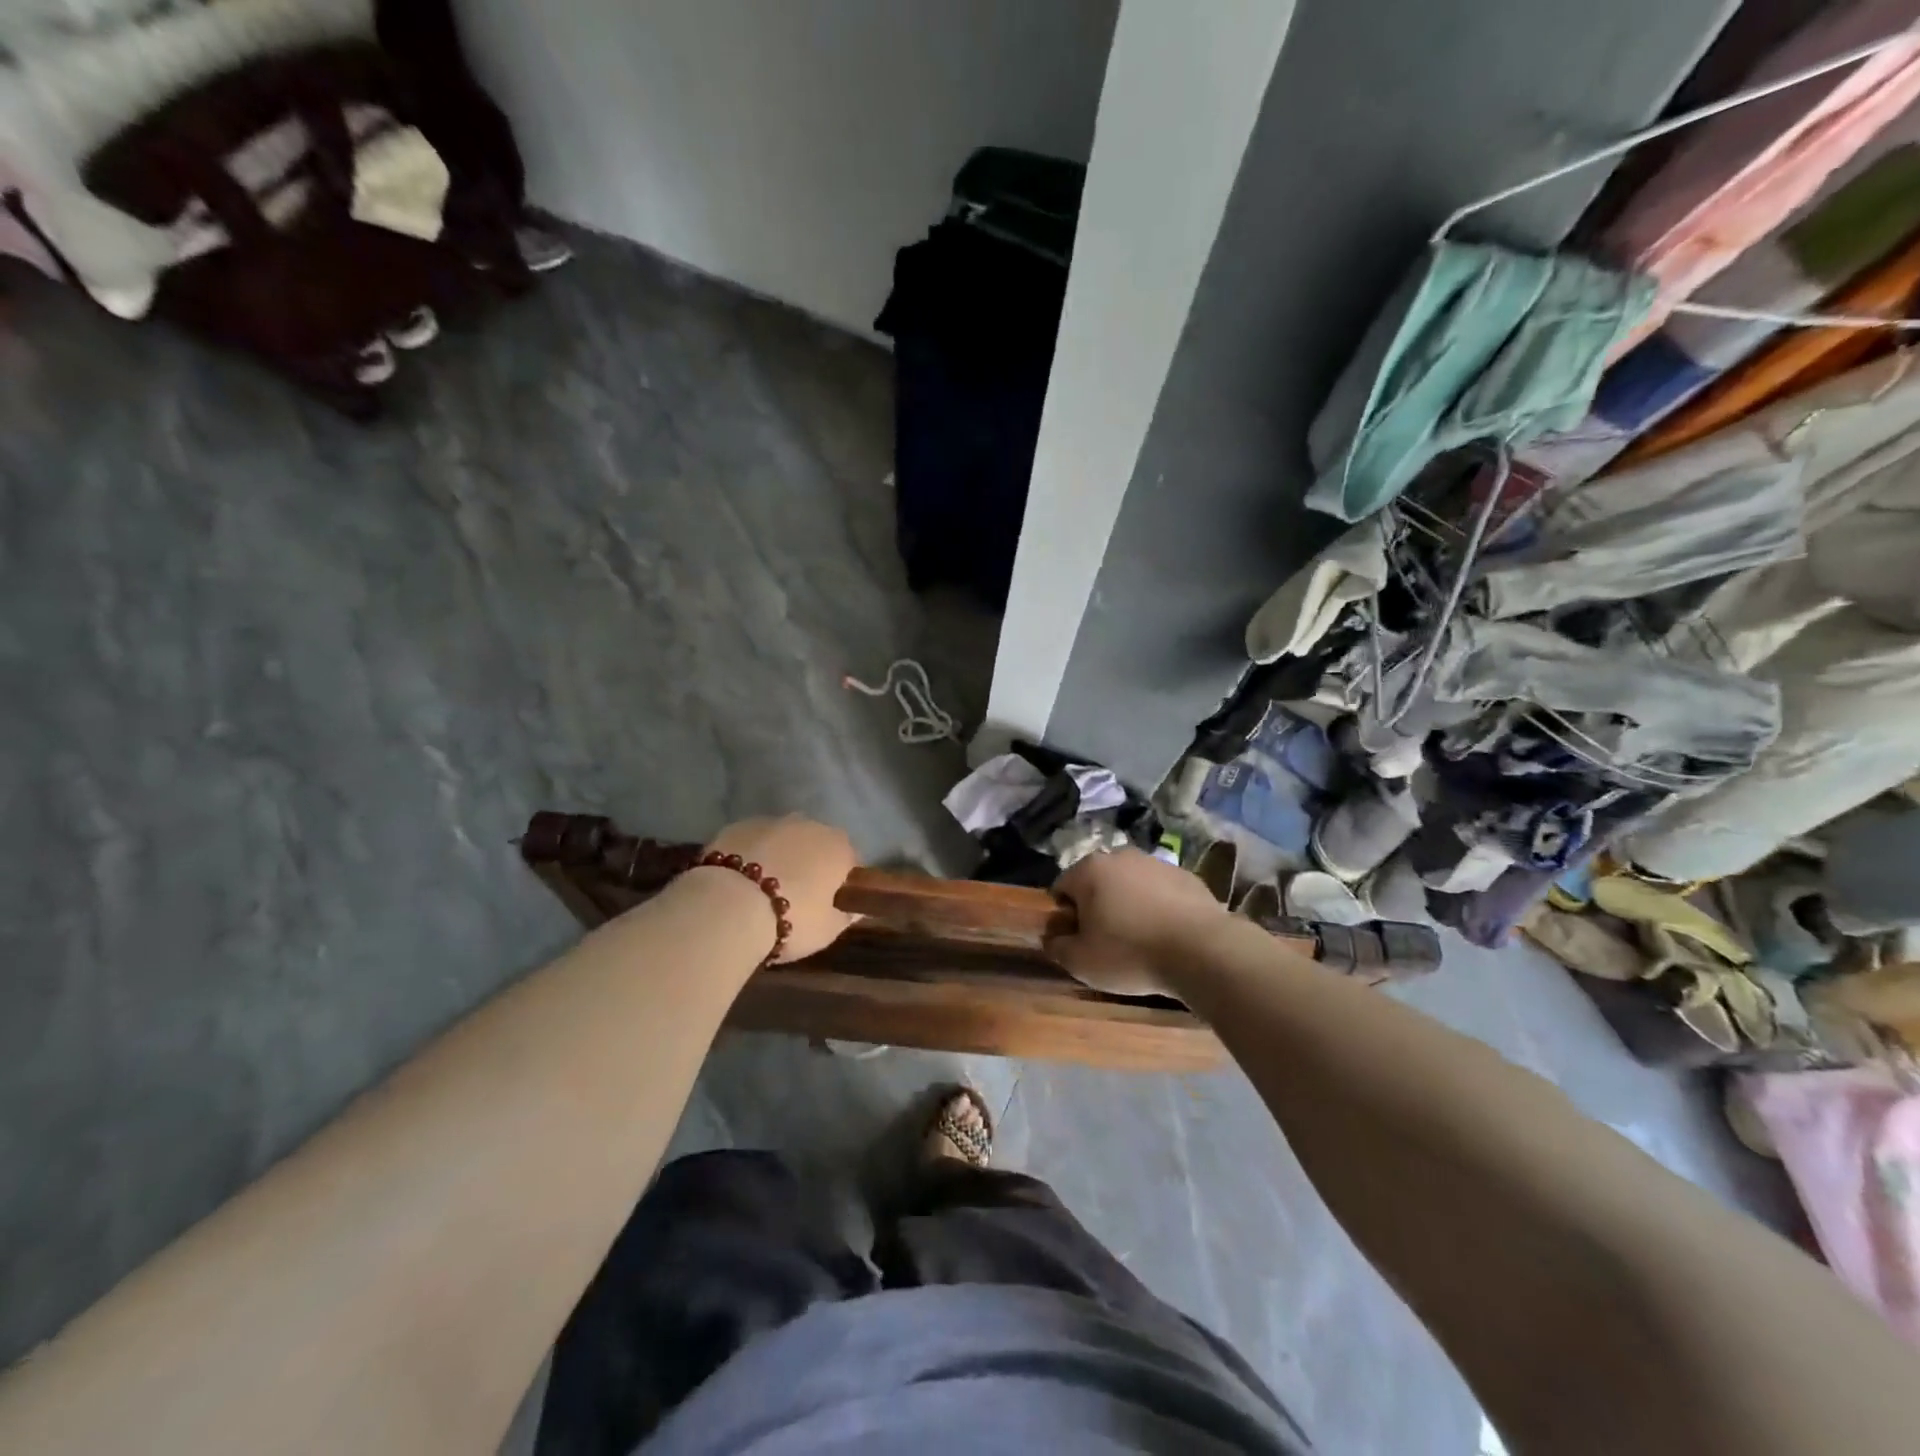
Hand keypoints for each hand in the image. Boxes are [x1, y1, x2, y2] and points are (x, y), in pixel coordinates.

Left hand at [700, 816, 859, 962]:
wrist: (728, 907)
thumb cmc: (791, 919)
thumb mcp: (828, 930)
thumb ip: (846, 916)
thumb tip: (857, 909)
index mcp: (837, 847)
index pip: (850, 859)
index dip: (842, 881)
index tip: (832, 902)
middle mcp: (809, 825)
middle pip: (815, 843)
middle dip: (809, 863)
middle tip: (797, 896)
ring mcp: (771, 821)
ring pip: (782, 838)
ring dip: (779, 855)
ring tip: (762, 889)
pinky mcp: (737, 826)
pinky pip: (752, 841)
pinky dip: (750, 854)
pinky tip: (738, 881)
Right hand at [1046, 848, 1229, 997]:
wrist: (1202, 950)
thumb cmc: (1130, 953)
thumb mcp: (1081, 962)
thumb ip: (1057, 947)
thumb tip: (1051, 937)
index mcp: (1089, 870)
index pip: (1061, 888)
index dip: (1065, 917)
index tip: (1078, 941)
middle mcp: (1120, 856)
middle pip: (1097, 883)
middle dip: (1097, 907)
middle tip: (1107, 942)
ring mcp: (1156, 863)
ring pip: (1130, 885)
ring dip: (1128, 906)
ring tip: (1140, 941)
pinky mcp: (1187, 876)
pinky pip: (1161, 892)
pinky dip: (1158, 908)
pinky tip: (1167, 935)